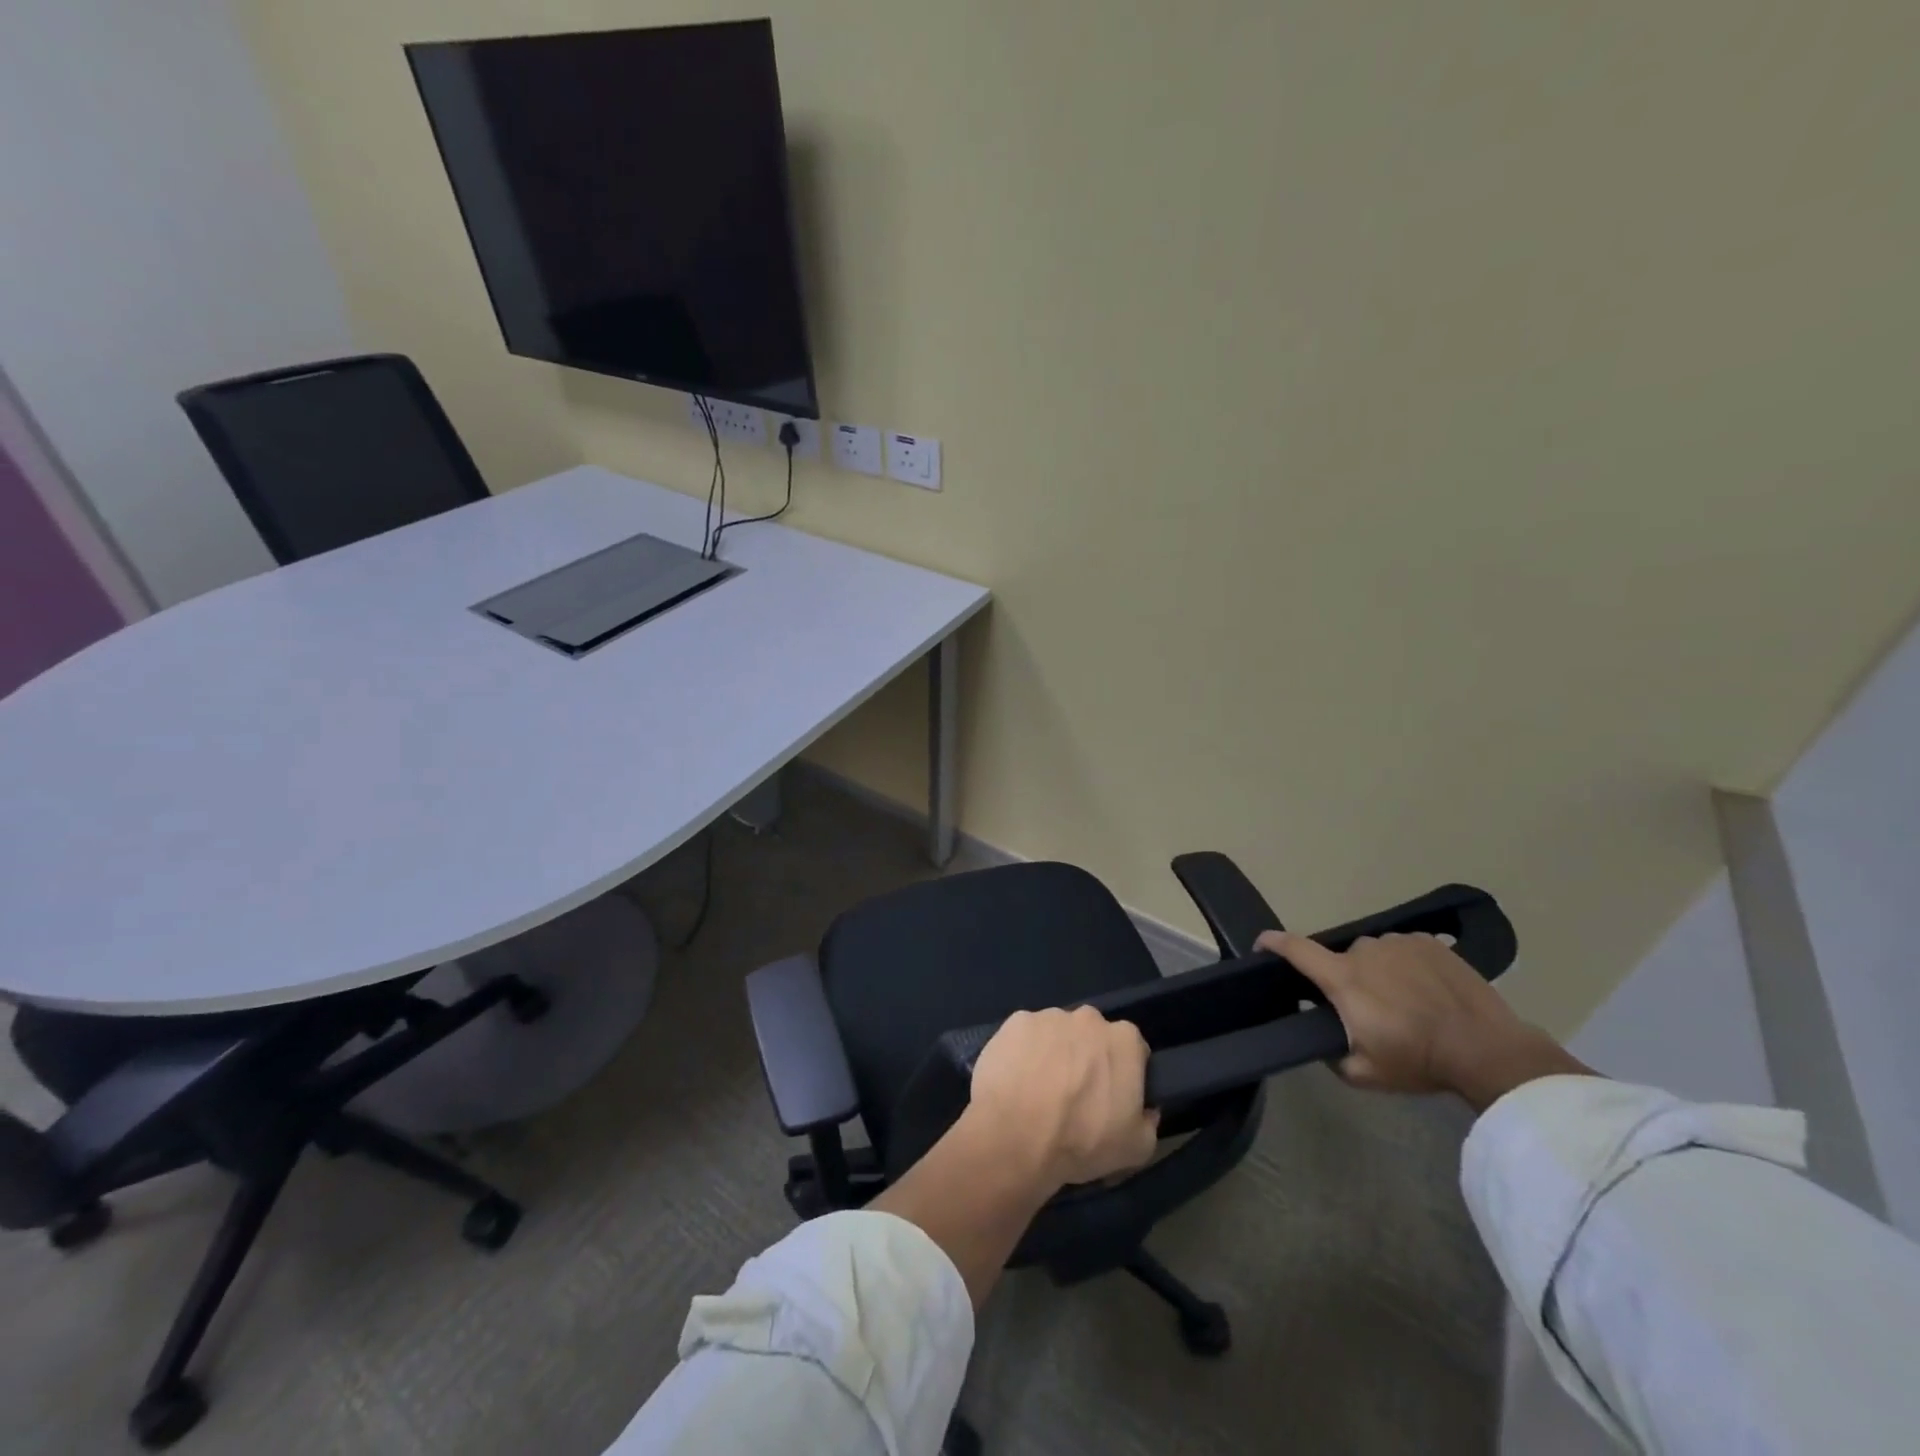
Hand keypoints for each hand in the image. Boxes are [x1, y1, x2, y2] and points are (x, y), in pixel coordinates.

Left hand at [965, 1005, 1160, 1188]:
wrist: (1015, 1135)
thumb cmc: (1081, 1140)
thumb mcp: (1135, 1148)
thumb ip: (1148, 1122)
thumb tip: (1146, 1110)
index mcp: (1124, 1040)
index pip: (1132, 1050)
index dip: (1123, 1073)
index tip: (1112, 1097)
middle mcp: (1088, 1018)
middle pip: (1092, 1036)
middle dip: (1087, 1058)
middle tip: (1073, 1094)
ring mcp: (1048, 1016)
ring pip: (1056, 1033)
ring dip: (1053, 1054)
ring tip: (1038, 1091)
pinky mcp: (1014, 1021)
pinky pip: (1025, 1036)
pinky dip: (1023, 1053)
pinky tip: (1015, 1081)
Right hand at [1258, 930, 1588, 1110]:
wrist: (1488, 1051)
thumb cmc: (1419, 1061)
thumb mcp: (1363, 1074)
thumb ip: (1332, 1055)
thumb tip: (1324, 1042)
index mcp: (1342, 978)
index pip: (1295, 949)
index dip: (1273, 943)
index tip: (1260, 943)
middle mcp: (1364, 951)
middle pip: (1342, 960)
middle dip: (1348, 981)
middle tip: (1371, 1012)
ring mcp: (1399, 943)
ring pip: (1375, 954)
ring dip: (1380, 973)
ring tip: (1407, 1004)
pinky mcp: (1429, 943)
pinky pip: (1404, 950)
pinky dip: (1408, 967)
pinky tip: (1428, 992)